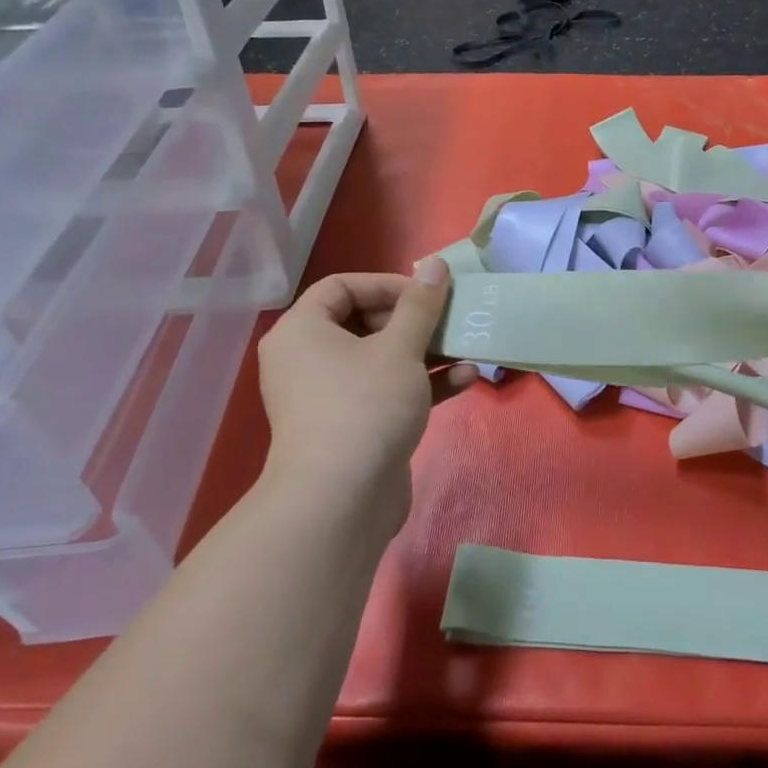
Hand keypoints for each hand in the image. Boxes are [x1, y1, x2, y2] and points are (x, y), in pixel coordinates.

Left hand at [255, 259, 478, 531]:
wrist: (341, 502)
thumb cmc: (365, 406)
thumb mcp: (400, 348)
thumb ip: (421, 305)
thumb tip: (436, 265)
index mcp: (302, 331)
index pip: (342, 286)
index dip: (387, 284)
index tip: (427, 294)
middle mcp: (307, 359)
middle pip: (363, 322)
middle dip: (414, 321)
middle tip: (448, 321)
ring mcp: (329, 396)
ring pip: (380, 359)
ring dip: (425, 352)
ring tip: (466, 346)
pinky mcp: (352, 427)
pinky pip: (385, 392)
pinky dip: (421, 384)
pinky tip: (465, 379)